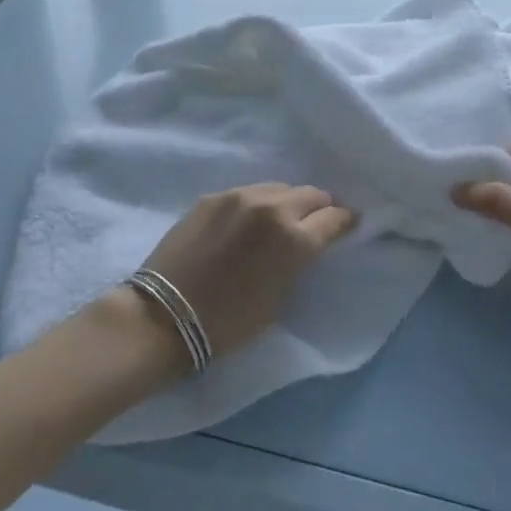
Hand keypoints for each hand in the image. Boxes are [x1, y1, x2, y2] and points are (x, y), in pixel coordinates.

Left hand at [139, 184, 355, 363]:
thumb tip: (307, 244)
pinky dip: (257, 204)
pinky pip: (248, 193)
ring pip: (279, 188)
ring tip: (281, 220)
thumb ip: (299, 261)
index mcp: (295, 239)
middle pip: (311, 194)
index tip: (346, 227)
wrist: (164, 317)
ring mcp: (239, 197)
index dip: (344, 222)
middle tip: (316, 223)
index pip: (335, 217)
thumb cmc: (229, 322)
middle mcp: (272, 208)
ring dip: (288, 202)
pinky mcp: (213, 197)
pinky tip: (248, 222)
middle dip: (319, 208)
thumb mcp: (280, 297)